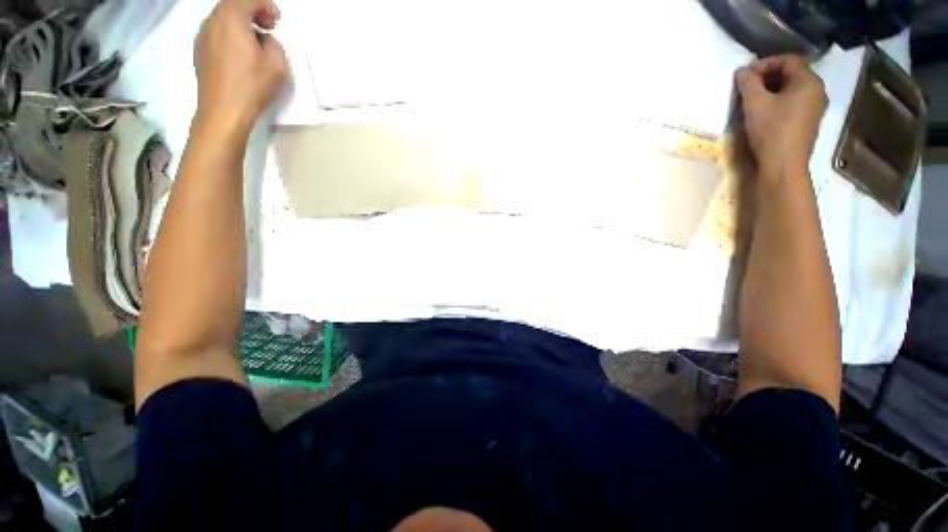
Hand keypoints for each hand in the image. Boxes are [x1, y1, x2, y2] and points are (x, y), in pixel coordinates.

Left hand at [194, 0, 287, 133]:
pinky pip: (217, 32)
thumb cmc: (252, 85)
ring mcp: (202, 35)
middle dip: (253, 11)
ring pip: (223, 18)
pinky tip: (241, 52)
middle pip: (233, 5)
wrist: (223, 110)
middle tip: (268, 26)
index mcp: (231, 17)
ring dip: (241, 23)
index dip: (267, 5)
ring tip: (256, 40)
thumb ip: (274, 44)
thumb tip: (265, 40)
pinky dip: (230, 34)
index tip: (278, 20)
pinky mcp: (199, 50)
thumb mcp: (277, 64)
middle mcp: (212, 20)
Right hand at [735, 55, 827, 179]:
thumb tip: (742, 71)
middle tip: (747, 87)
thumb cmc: (771, 131)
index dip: (765, 63)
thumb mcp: (754, 104)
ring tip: (753, 100)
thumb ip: (747, 83)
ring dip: (772, 90)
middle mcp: (817, 90)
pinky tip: (765, 112)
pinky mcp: (809, 122)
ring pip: (793, 89)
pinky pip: (794, 102)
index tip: (746, 75)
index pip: (788, 60)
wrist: (783, 165)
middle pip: (792, 73)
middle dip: (768, 76)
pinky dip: (779, 101)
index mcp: (809, 81)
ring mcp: (815, 108)